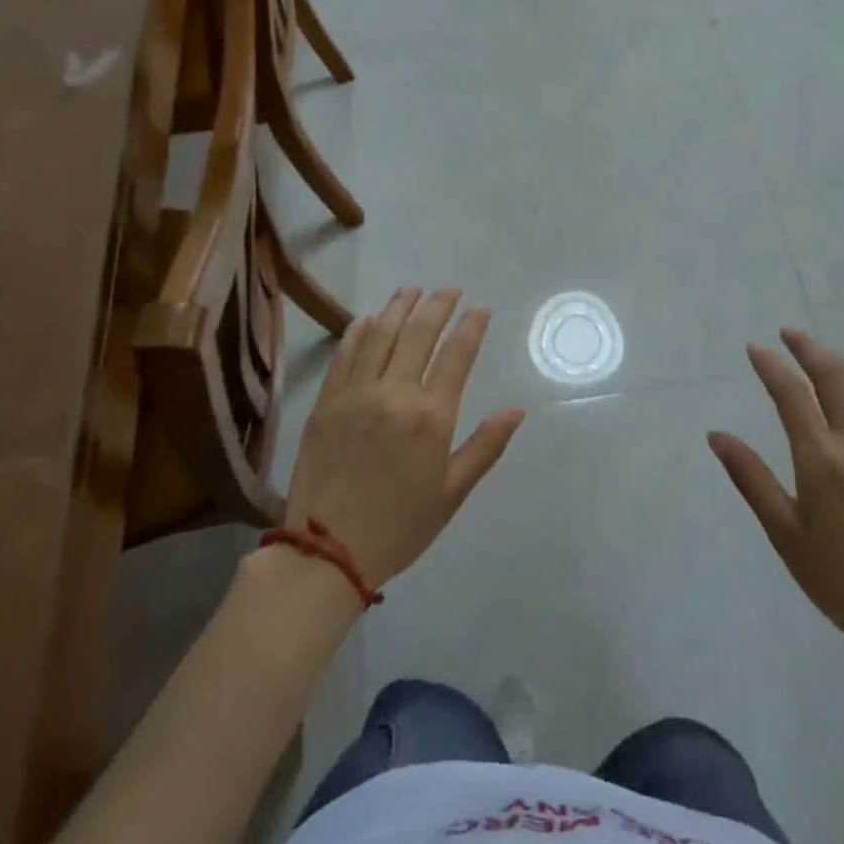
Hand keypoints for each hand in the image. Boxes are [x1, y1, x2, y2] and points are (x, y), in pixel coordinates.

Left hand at [286, 287, 525, 587]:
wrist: (326, 553)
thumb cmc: (399, 526)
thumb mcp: (452, 493)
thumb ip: (485, 446)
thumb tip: (517, 410)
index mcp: (431, 416)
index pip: (457, 354)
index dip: (471, 326)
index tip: (481, 308)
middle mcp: (395, 394)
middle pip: (419, 334)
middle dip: (438, 305)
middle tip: (450, 290)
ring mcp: (356, 394)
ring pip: (380, 335)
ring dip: (399, 307)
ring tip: (412, 290)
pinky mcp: (326, 402)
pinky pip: (345, 354)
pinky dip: (359, 331)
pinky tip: (368, 318)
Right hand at [709, 329, 843, 661]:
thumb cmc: (839, 579)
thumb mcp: (784, 532)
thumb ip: (750, 478)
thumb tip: (717, 436)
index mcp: (822, 459)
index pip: (791, 394)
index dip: (771, 365)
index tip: (755, 347)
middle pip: (834, 377)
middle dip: (808, 349)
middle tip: (789, 334)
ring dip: (841, 364)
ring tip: (821, 355)